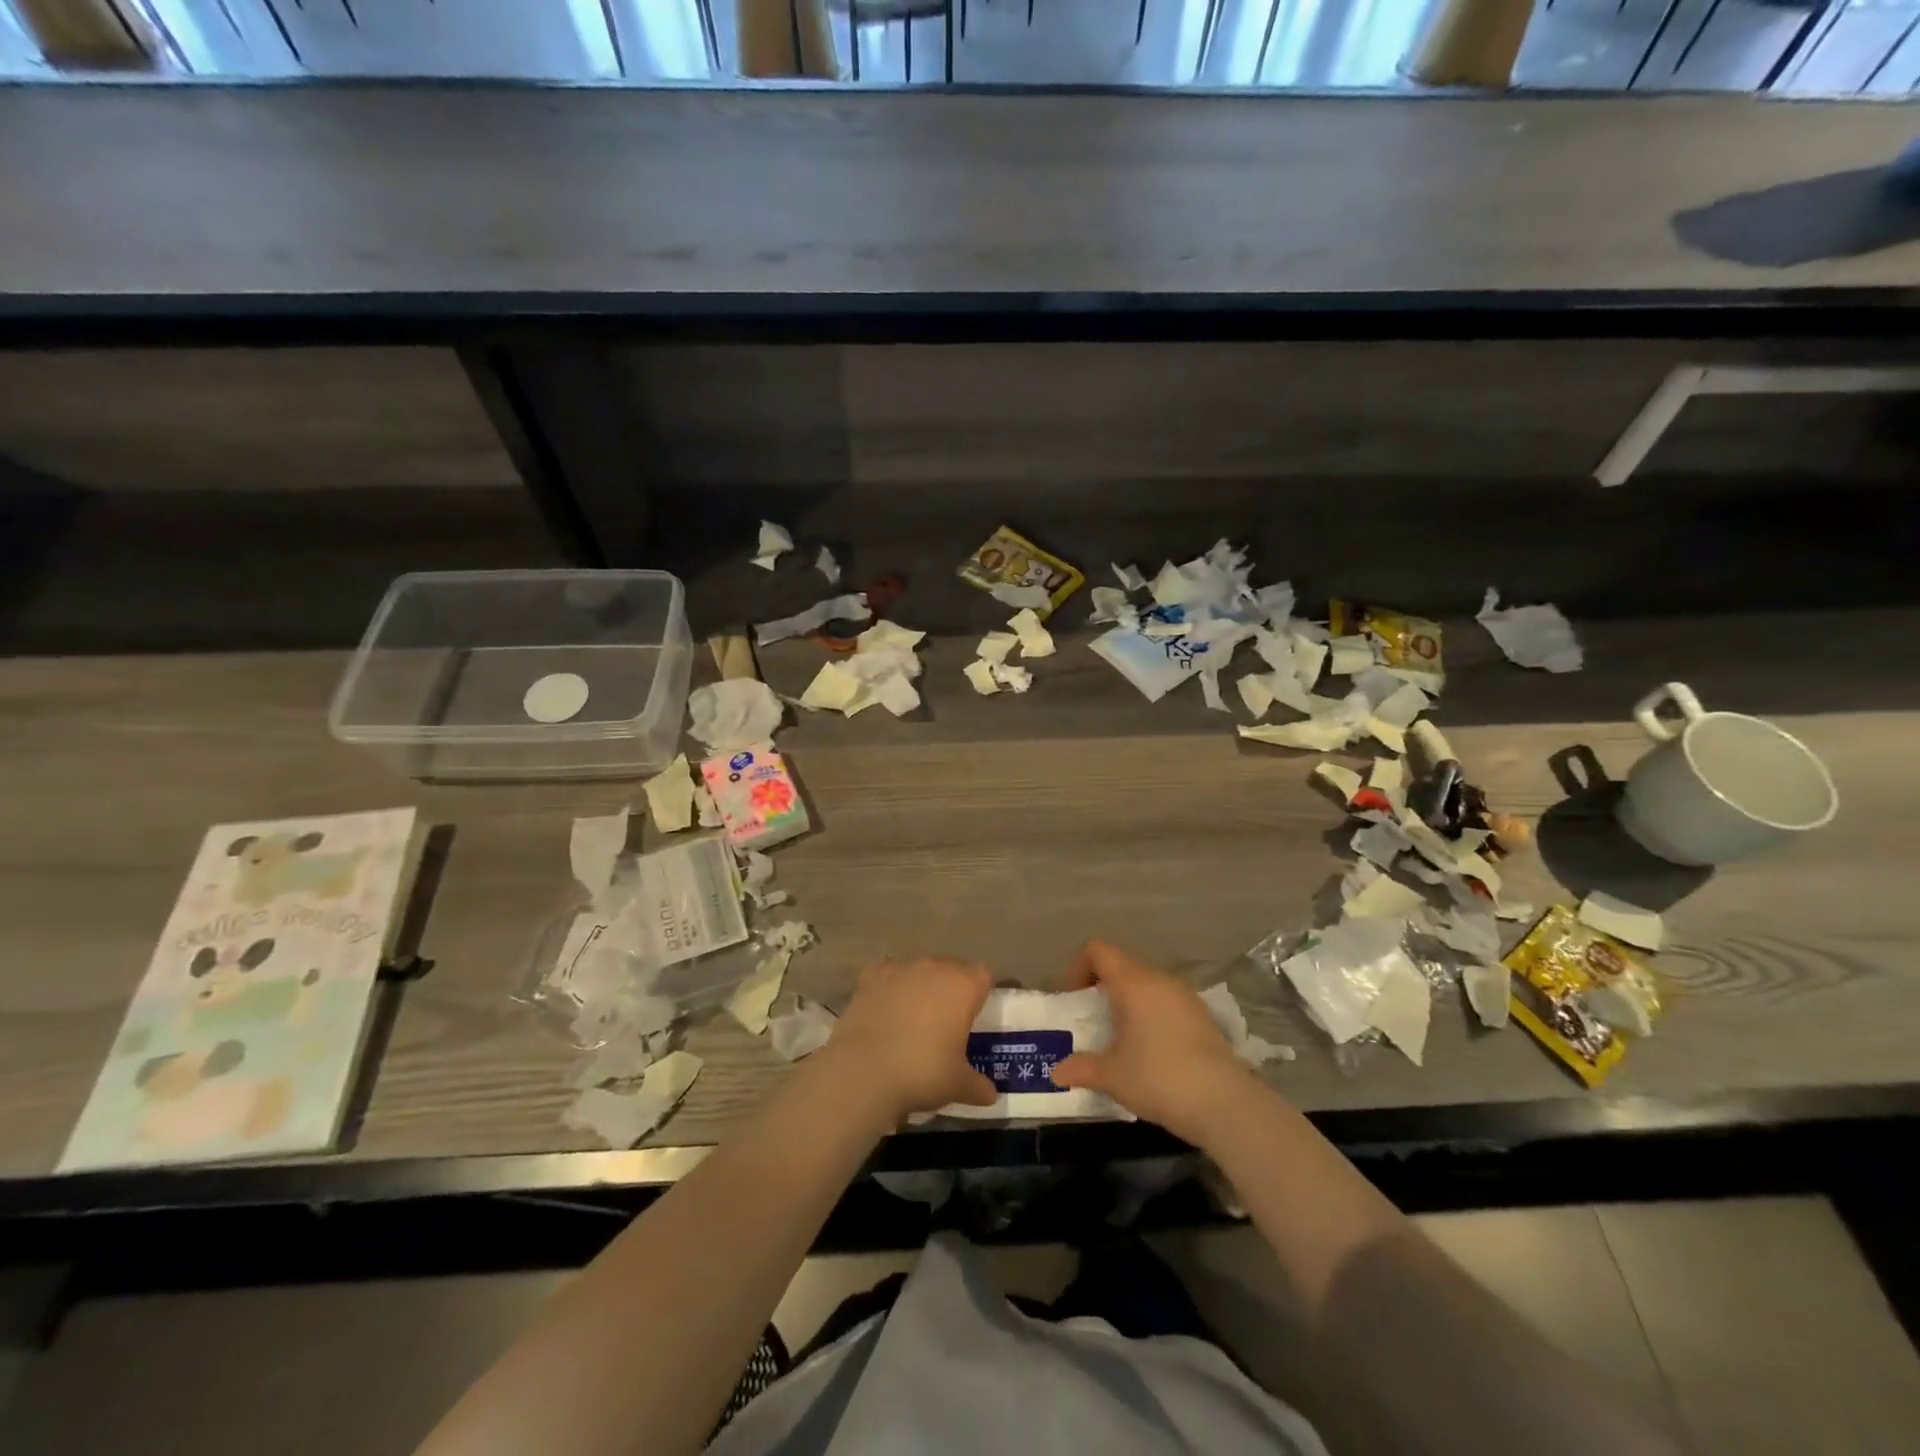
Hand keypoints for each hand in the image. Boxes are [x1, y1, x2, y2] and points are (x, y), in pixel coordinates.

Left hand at [821, 956, 997, 1127]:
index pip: (983, 975)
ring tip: (914, 1017)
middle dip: (952, 988)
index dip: (981, 993)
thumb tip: (990, 1095)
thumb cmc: (922, 1072)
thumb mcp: (958, 1085)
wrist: (862, 1071)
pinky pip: (888, 974)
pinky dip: (890, 987)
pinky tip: (886, 1009)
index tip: (975, 1016)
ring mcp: (900, 968)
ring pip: (919, 969)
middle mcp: (934, 967)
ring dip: (921, 986)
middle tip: (947, 1020)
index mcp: (963, 985)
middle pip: (952, 967)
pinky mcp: (870, 977)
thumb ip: (978, 1086)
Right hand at [1050, 940, 1253, 1144]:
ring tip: (1121, 1036)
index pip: (1098, 950)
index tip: (1074, 998)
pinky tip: (1151, 1049)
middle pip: (1123, 965)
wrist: (1224, 1103)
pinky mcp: (1203, 1016)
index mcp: (1133, 982)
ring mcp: (1185, 996)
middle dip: (1102, 986)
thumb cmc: (1158, 1078)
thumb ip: (1081, 1068)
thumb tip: (1057, 1072)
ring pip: (1147, 984)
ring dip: (1129, 1001)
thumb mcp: (1111, 1076)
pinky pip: (1167, 1001)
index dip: (1078, 966)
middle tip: (1092, 1019)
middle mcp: (1160, 979)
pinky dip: (1151, 1014)